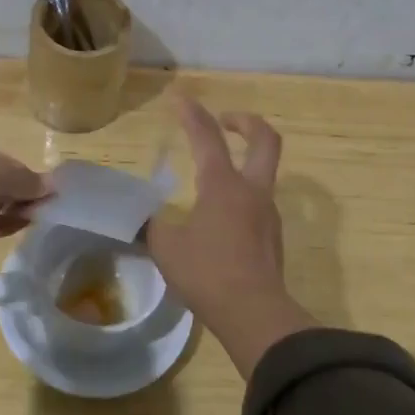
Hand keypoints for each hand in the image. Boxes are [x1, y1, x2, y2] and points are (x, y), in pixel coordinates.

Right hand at [147, 98, 310, 376]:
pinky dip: (243, 196)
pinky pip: (259, 204)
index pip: (207, 137)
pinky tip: (222, 218)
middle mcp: (252, 191)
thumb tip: (142, 219)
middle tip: (226, 120)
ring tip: (214, 179)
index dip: (192, 114)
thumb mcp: (166, 247)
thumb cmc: (207, 273)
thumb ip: (152, 226)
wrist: (255, 314)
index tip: (180, 99)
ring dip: (245, 163)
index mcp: (223, 185)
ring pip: (264, 174)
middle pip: (265, 140)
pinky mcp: (273, 237)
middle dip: (246, 122)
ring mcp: (268, 214)